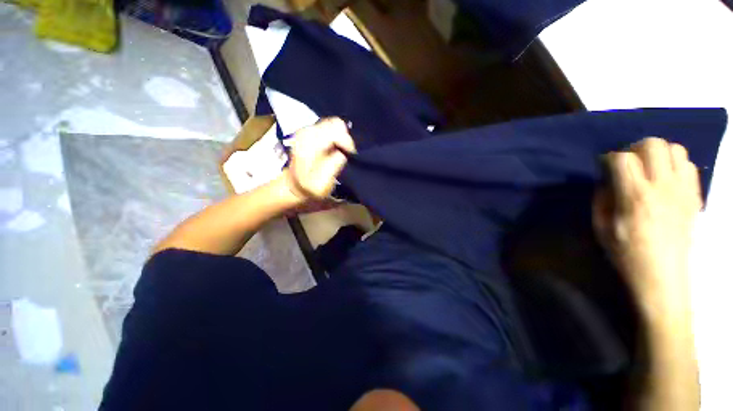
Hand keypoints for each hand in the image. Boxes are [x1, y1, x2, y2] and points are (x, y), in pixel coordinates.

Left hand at [281, 118, 356, 205]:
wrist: (294, 186)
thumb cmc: (309, 187)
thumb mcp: (323, 182)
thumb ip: (334, 165)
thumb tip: (344, 152)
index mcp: (309, 144)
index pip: (335, 130)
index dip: (347, 141)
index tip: (351, 155)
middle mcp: (307, 132)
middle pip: (335, 123)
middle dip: (345, 138)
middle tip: (347, 153)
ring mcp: (307, 130)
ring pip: (333, 124)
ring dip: (341, 137)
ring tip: (341, 152)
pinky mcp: (310, 132)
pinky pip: (329, 127)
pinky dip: (336, 136)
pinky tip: (334, 149)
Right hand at [593, 137, 701, 312]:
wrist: (663, 276)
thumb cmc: (627, 254)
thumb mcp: (601, 228)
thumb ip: (602, 199)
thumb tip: (606, 181)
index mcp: (636, 197)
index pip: (623, 159)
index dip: (609, 157)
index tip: (604, 165)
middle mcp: (663, 187)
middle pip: (654, 144)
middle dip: (635, 147)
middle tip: (627, 162)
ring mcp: (683, 191)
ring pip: (675, 150)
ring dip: (658, 153)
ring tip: (648, 168)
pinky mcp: (694, 197)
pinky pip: (688, 166)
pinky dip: (675, 165)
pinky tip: (665, 179)